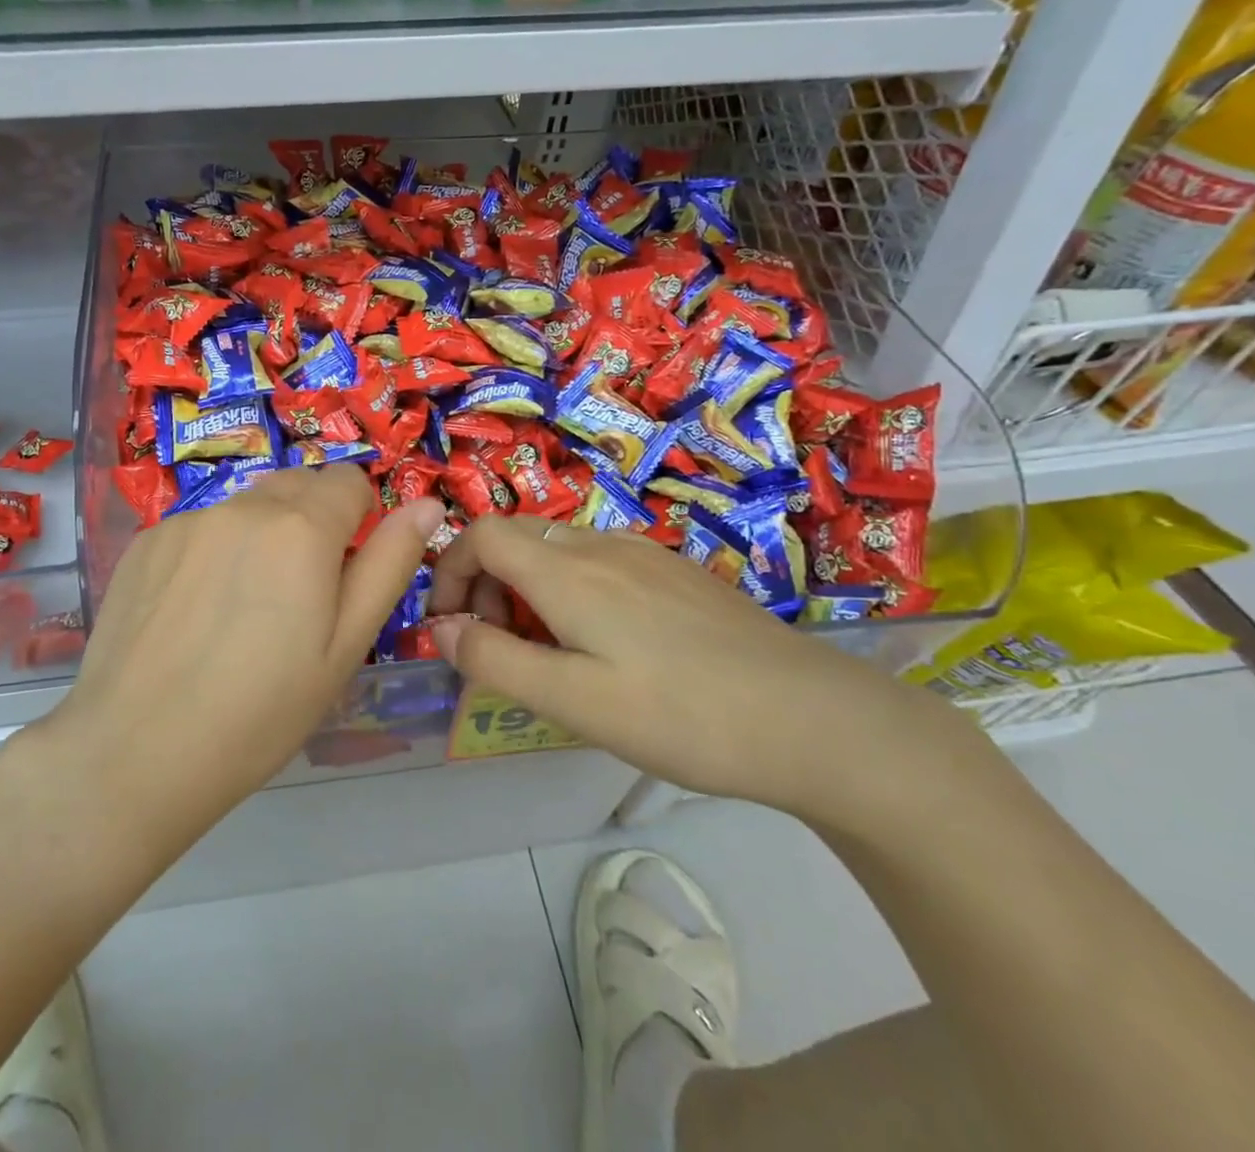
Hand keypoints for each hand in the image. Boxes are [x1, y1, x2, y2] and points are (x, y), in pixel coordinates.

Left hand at [37, 465, 443, 851]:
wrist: (136, 753)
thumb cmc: (262, 711)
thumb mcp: (346, 646)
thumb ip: (389, 564)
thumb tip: (426, 504)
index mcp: (301, 527)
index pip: (348, 480)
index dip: (358, 518)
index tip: (344, 570)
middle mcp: (243, 506)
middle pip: (297, 486)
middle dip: (312, 522)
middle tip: (299, 596)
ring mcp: (186, 520)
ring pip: (246, 508)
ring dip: (260, 536)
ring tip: (241, 610)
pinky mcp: (145, 542)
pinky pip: (200, 528)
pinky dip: (212, 552)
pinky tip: (194, 613)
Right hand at [426, 517, 937, 810]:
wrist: (813, 720)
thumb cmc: (680, 715)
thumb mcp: (572, 701)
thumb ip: (494, 660)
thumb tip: (441, 629)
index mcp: (567, 570)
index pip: (480, 534)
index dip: (448, 570)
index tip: (449, 625)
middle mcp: (601, 545)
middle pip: (516, 538)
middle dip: (485, 583)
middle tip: (498, 647)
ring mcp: (645, 554)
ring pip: (558, 549)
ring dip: (528, 588)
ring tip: (549, 652)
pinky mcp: (677, 573)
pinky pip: (600, 561)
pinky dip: (571, 588)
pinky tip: (606, 644)